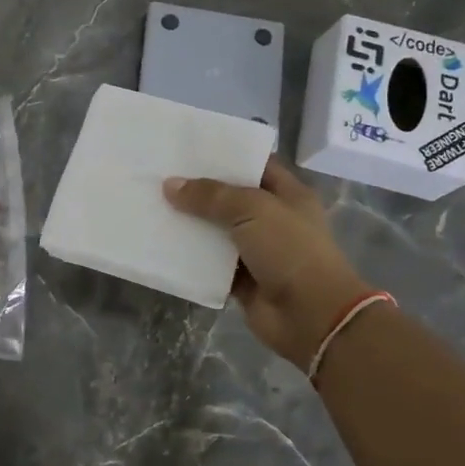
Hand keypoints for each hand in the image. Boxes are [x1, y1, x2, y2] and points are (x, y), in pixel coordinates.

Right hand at [163, 156, 373, 369]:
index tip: (188, 148)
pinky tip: (161, 244)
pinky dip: (190, 258)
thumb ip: (210, 196)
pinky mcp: (242, 280)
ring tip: (153, 206)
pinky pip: (210, 264)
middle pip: (230, 198)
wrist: (311, 316)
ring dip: (190, 224)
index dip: (225, 156)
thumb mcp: (252, 209)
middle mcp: (272, 220)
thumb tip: (170, 185)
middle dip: (199, 190)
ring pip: (216, 231)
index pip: (254, 165)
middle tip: (161, 175)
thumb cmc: (290, 250)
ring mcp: (257, 251)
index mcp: (287, 195)